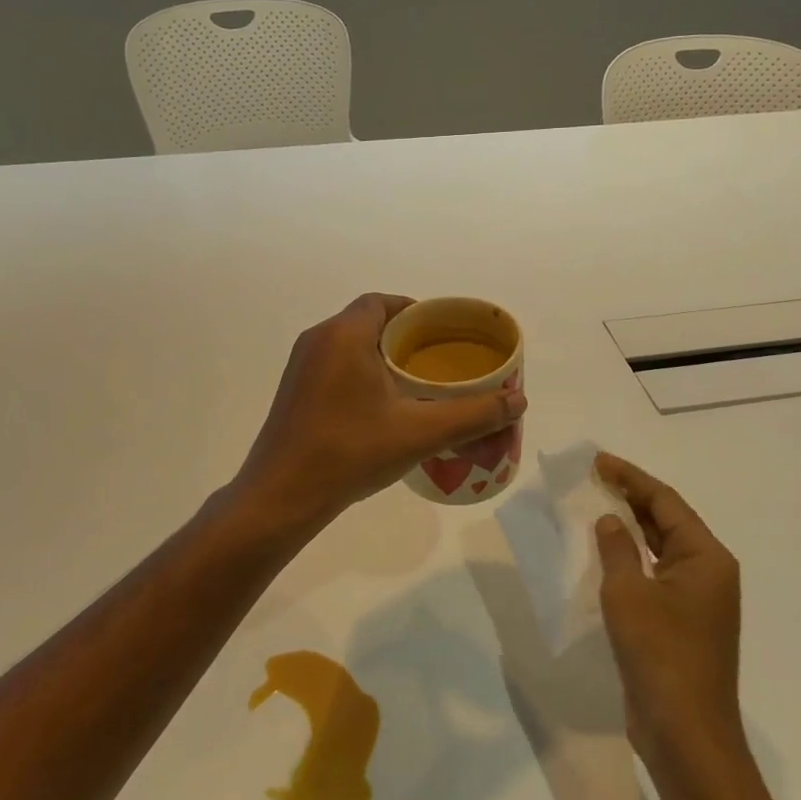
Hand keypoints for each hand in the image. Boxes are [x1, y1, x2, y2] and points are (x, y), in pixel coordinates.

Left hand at [234, 294, 526, 528]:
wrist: (281, 497)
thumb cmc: (350, 452)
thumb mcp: (419, 432)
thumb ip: (472, 414)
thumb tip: (519, 400)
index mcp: (344, 334)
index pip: (383, 302)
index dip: (415, 311)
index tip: (442, 333)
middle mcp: (318, 339)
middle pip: (368, 320)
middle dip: (404, 335)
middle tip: (437, 360)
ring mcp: (301, 366)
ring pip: (349, 344)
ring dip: (381, 355)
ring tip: (416, 383)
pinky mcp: (294, 391)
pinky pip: (334, 364)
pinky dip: (361, 371)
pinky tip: (382, 406)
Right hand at [594, 453, 743, 769]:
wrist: (686, 736)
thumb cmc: (661, 655)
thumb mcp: (628, 593)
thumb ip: (617, 548)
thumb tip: (611, 520)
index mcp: (706, 557)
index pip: (665, 502)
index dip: (631, 477)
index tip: (599, 461)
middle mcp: (709, 573)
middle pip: (668, 522)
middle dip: (631, 498)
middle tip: (594, 478)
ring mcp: (699, 601)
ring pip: (662, 549)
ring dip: (632, 528)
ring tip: (597, 507)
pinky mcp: (684, 624)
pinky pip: (657, 575)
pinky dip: (634, 559)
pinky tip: (608, 555)